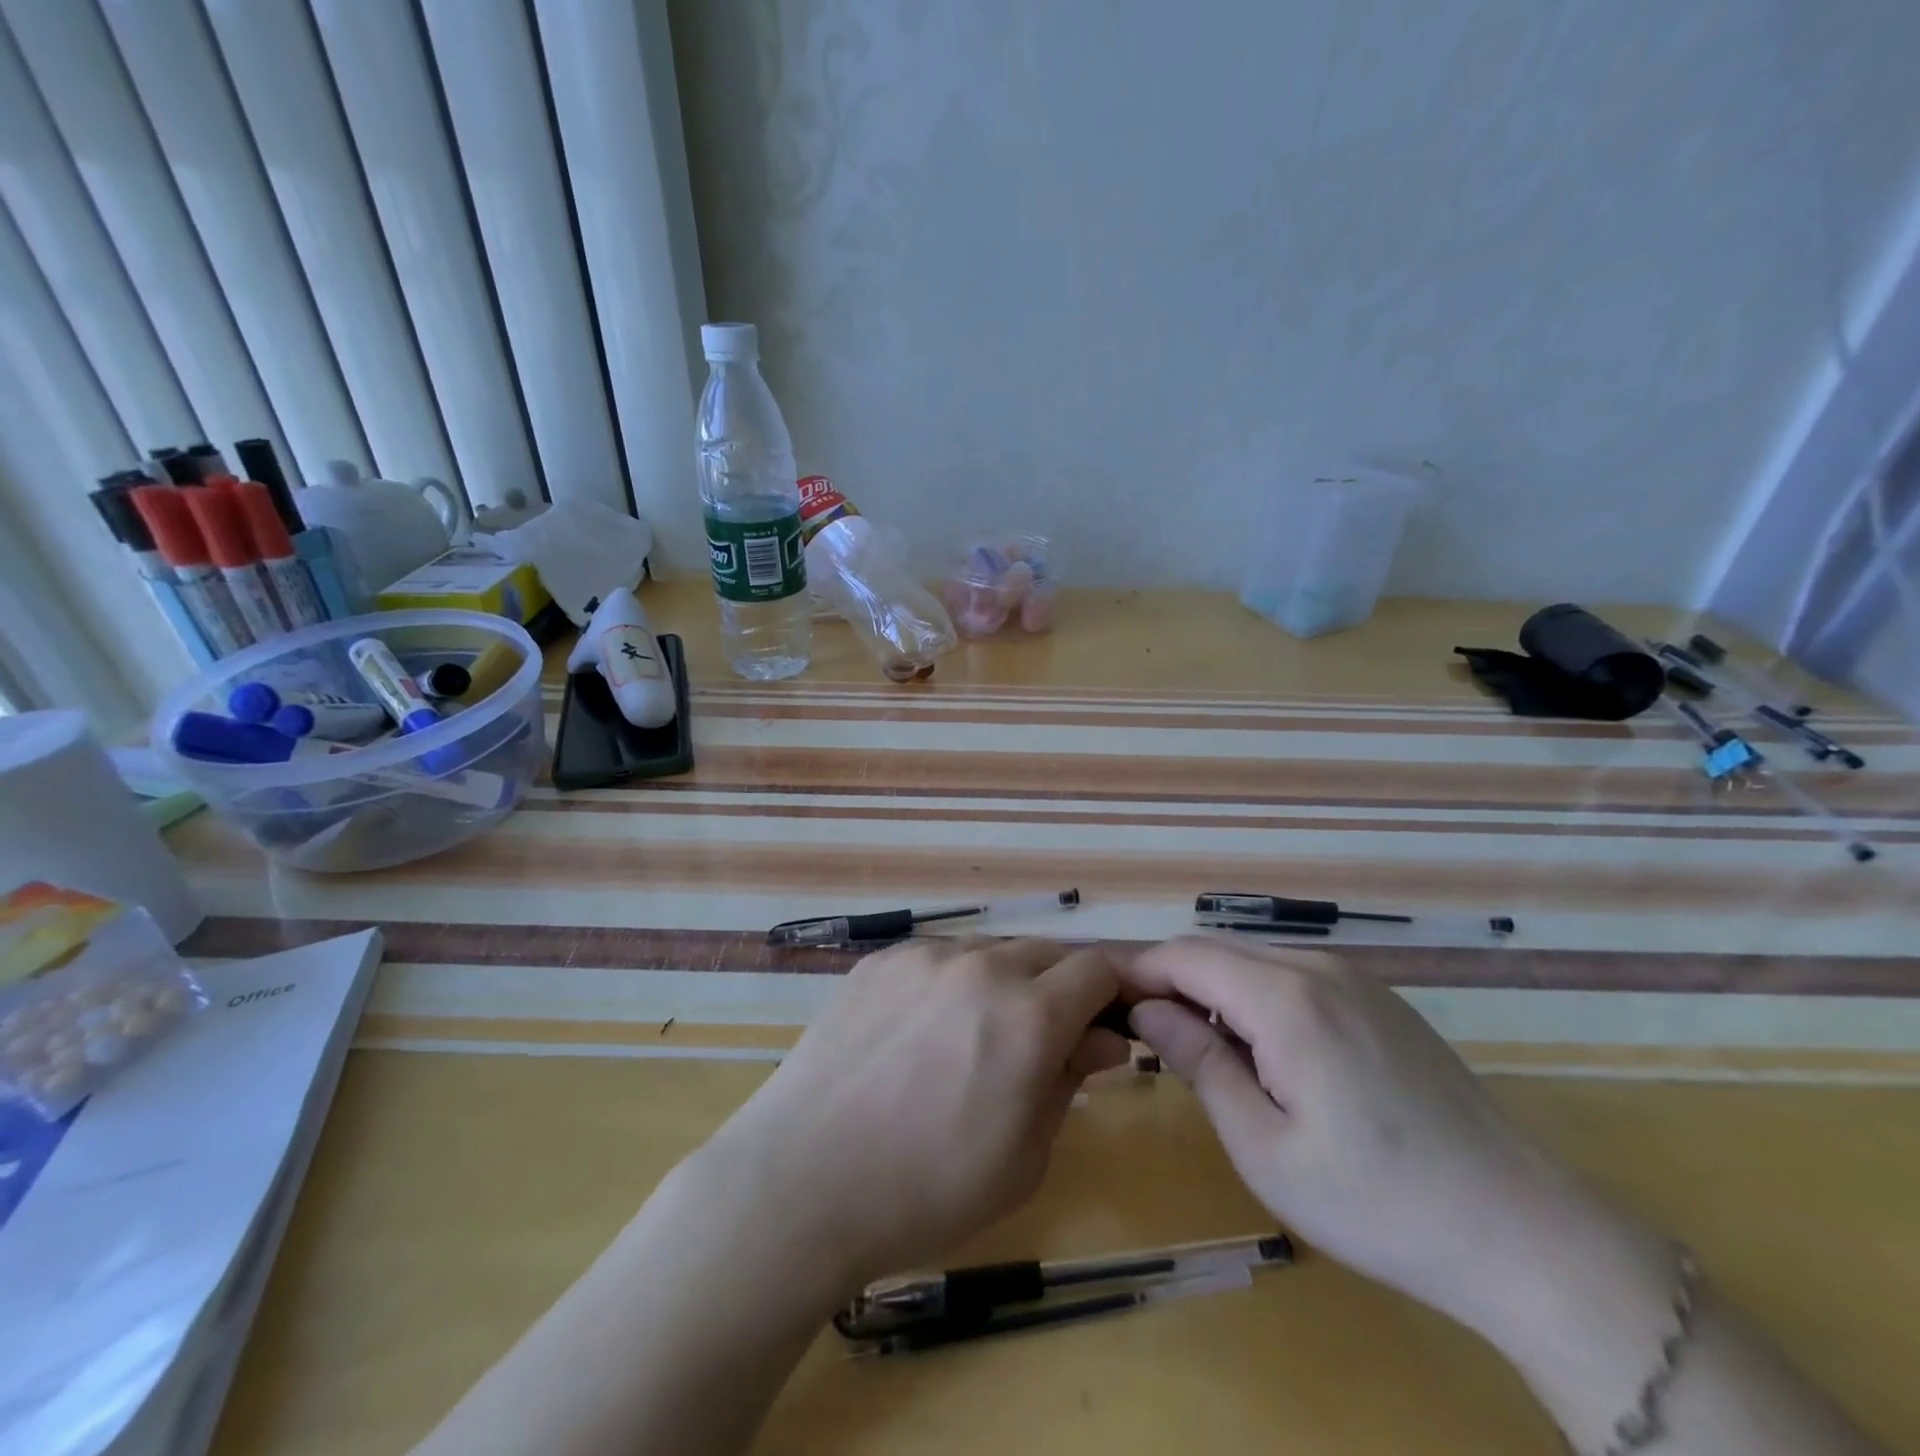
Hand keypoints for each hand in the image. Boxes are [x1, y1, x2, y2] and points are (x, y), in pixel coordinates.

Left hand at [704, 938, 1129, 1291]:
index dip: (1112, 992)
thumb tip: (1104, 1039)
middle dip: (1061, 987)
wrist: (802, 1181)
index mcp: (1028, 1016)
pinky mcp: (879, 960)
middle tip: (1045, 1037)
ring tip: (973, 1037)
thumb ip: (1070, 1082)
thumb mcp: (1023, 1157)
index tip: (1107, 1023)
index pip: (1098, 969)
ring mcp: (923, 956)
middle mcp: (980, 967)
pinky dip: (950, 983)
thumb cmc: (926, 1191)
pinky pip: (936, 958)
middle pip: (1047, 952)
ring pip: (989, 952)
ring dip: (1003, 983)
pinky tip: (921, 1031)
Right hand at [1119, 938, 1675, 1366]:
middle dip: (1173, 981)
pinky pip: (1295, 976)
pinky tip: (1267, 1054)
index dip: (1139, 972)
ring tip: (1202, 1051)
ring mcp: (1357, 978)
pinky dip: (1258, 997)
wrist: (1524, 1232)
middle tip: (1147, 1035)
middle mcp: (1319, 967)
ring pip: (1255, 961)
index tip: (1109, 1006)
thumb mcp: (1264, 1147)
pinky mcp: (1381, 998)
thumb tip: (1146, 1009)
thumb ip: (1199, 1062)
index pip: (1185, 955)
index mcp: (1286, 999)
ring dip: (1215, 990)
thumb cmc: (1377, 1202)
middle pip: (1217, 950)